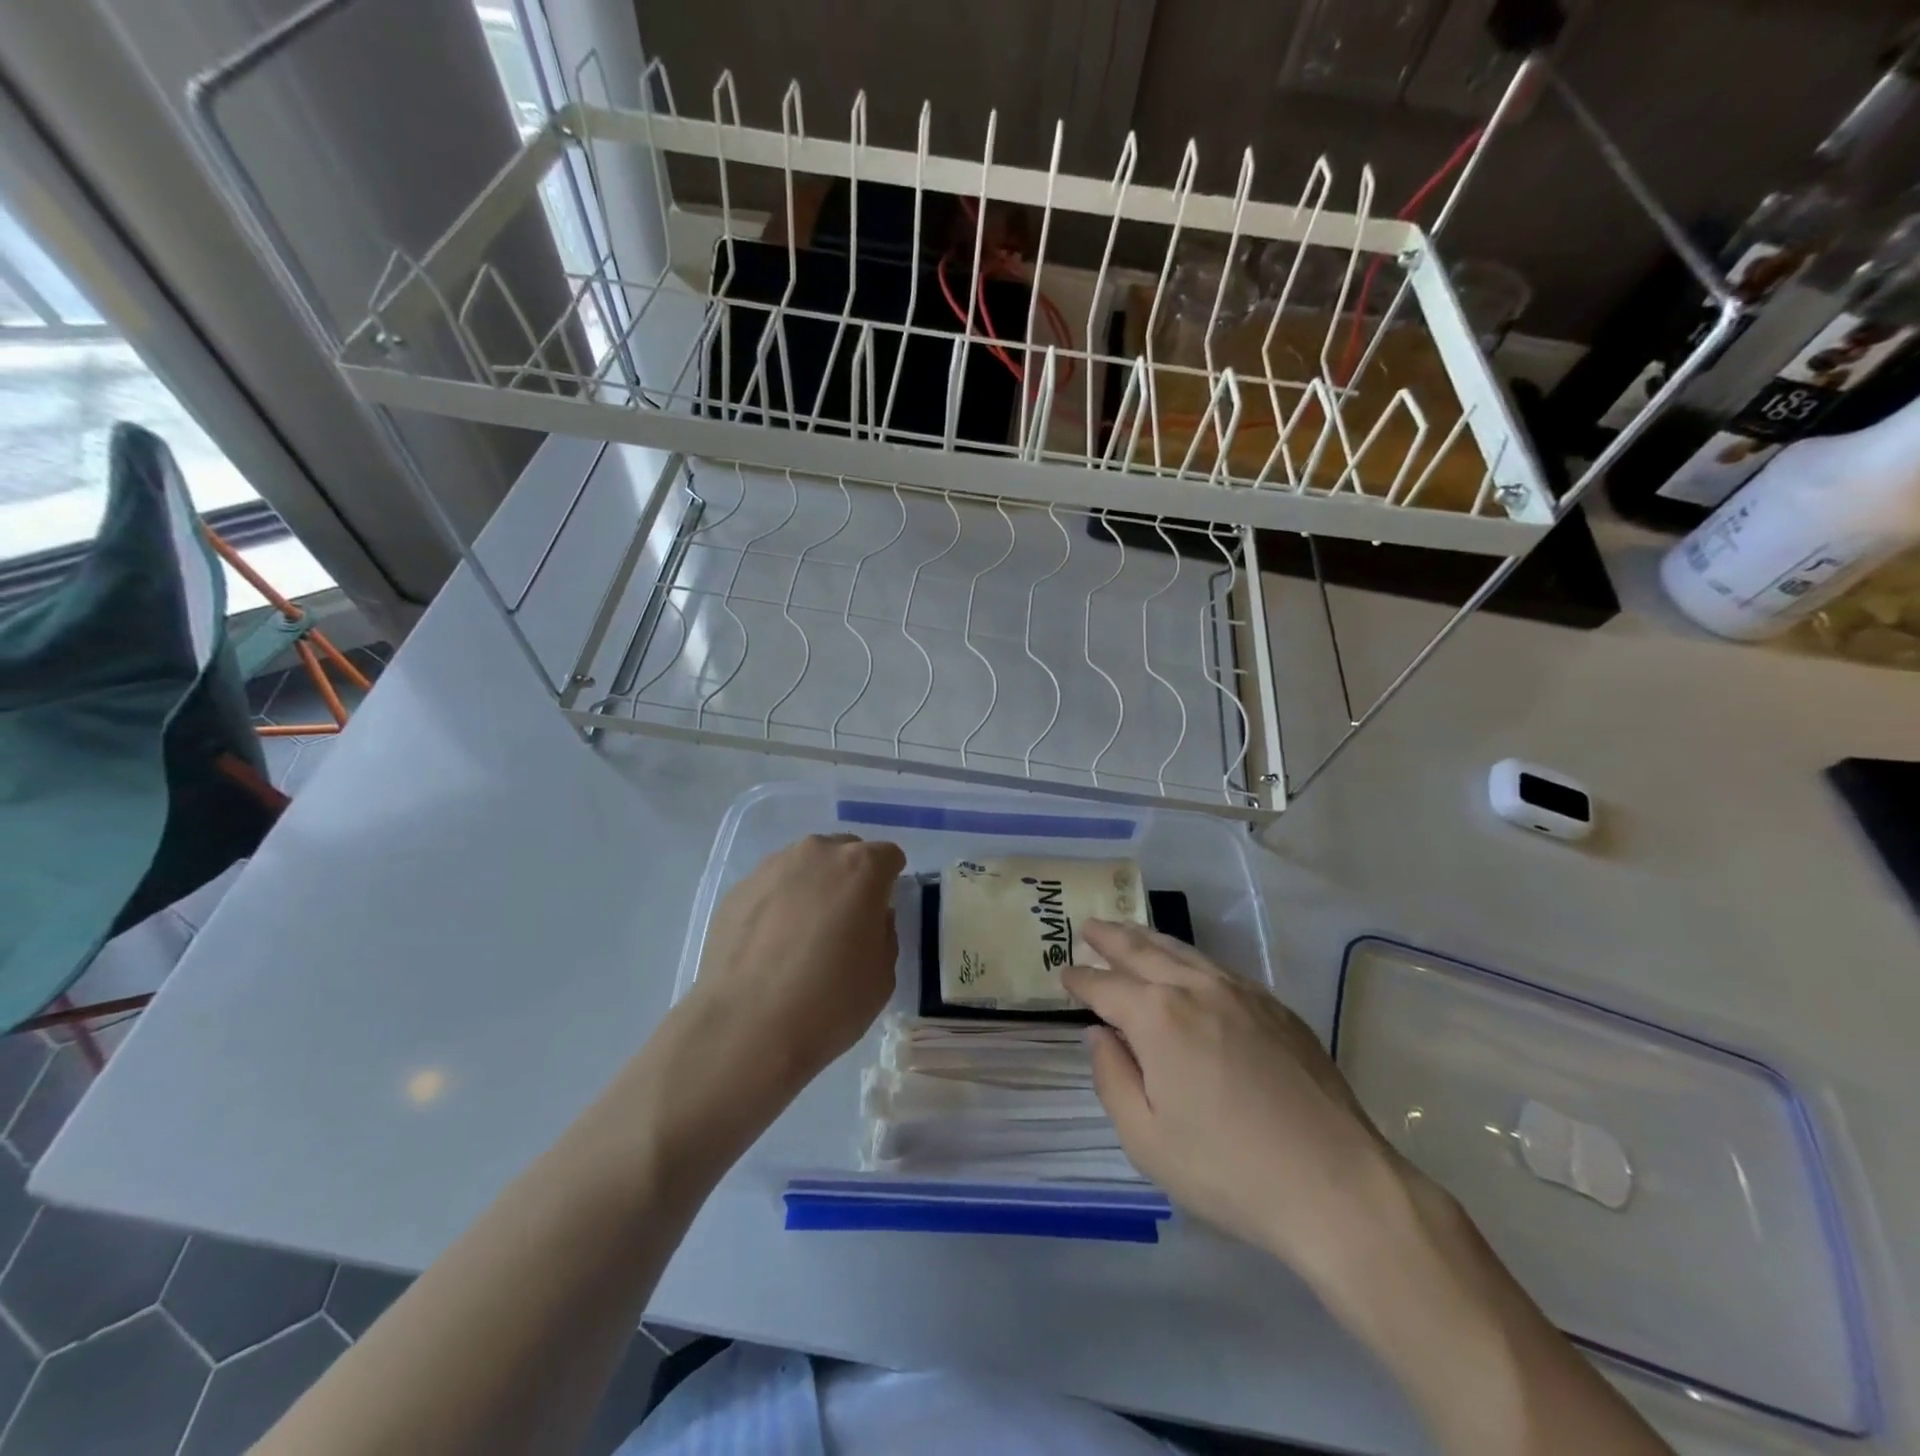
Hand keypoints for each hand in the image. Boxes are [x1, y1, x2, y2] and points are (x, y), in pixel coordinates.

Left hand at [687, 833, 905, 1102]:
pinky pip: (771, 888)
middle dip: (850, 879)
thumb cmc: (830, 1002)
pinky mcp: (737, 889)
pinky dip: (777, 905)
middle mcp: (817, 853)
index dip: (889, 882)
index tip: (880, 912)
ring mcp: (772, 867)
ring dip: (811, 888)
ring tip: (802, 936)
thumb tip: (869, 918)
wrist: (746, 1028)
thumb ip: (883, 932)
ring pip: (804, 867)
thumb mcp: (883, 974)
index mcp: (862, 867)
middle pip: (844, 853)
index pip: (888, 856)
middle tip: (844, 922)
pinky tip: (770, 946)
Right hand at [1061, 922, 1415, 1287]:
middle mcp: (1197, 989)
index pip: (1107, 987)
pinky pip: (1219, 968)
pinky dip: (1190, 958)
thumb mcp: (1146, 1139)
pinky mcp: (1277, 1009)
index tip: (1064, 973)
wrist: (1336, 1186)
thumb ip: (1112, 1078)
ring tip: (1130, 931)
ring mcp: (1242, 993)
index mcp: (1159, 1017)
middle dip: (1112, 938)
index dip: (1081, 980)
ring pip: (1184, 953)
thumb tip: (1099, 1034)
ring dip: (1150, 939)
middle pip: (1143, 952)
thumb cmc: (1228, 1170)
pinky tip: (1188, 966)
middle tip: (1089, 925)